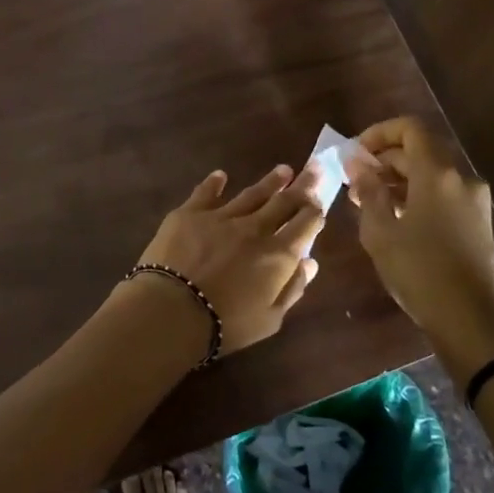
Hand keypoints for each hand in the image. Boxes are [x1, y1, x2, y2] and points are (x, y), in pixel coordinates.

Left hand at [133, 164, 324, 358]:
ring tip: (283, 170)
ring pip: (251, 194)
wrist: (172, 309)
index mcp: (278, 254)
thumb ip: (292, 288)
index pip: (305, 224)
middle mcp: (254, 228)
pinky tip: (221, 175)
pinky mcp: (189, 213)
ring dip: (270, 182)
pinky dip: (215, 182)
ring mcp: (221, 216)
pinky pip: (206, 192)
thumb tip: (310, 262)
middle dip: (302, 185)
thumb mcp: (270, 319)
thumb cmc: (225, 324)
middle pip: (284, 201)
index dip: (315, 210)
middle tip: (314, 168)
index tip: (321, 199)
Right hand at [347, 117, 493, 336]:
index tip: (356, 153)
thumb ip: (368, 191)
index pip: (410, 129)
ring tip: (369, 202)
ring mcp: (474, 200)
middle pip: (420, 151)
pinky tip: (395, 219)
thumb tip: (356, 163)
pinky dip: (417, 194)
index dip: (379, 133)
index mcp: (438, 174)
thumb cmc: (418, 271)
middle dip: (385, 159)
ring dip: (399, 179)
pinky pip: (443, 193)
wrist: (468, 320)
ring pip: (432, 173)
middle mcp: (462, 179)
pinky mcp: (478, 221)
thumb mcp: (380, 231)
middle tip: (355, 181)